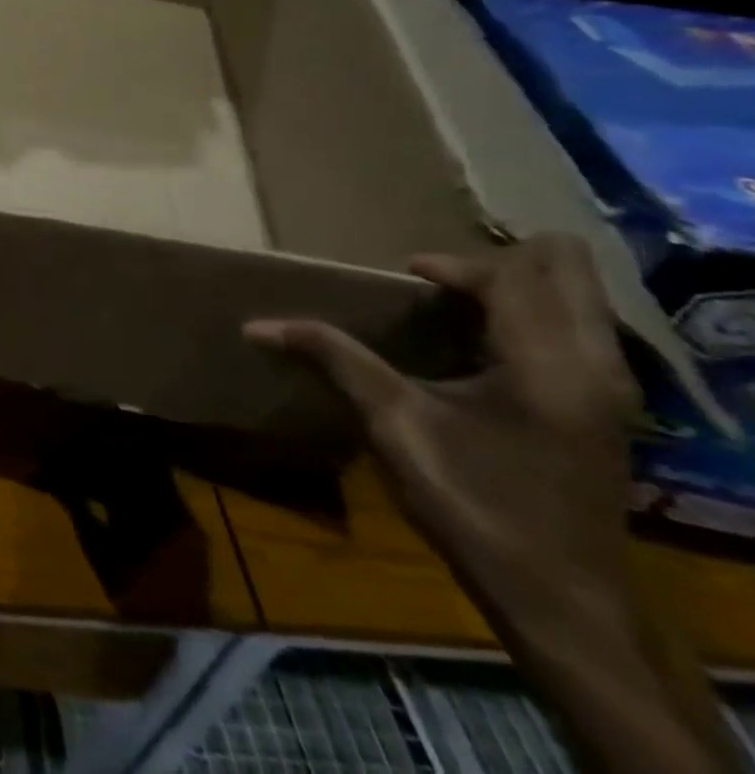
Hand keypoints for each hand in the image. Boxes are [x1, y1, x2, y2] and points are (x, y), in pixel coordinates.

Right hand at [245, 234, 640, 629]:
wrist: (561, 602)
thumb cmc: (476, 504)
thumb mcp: (394, 425)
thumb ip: (335, 359)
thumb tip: (256, 325)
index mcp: (547, 363)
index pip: (508, 277)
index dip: (452, 266)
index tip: (407, 275)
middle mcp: (593, 366)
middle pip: (568, 271)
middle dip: (502, 262)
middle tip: (443, 279)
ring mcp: (609, 392)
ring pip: (577, 302)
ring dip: (518, 290)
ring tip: (455, 305)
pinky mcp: (604, 413)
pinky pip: (574, 334)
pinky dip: (528, 320)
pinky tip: (480, 348)